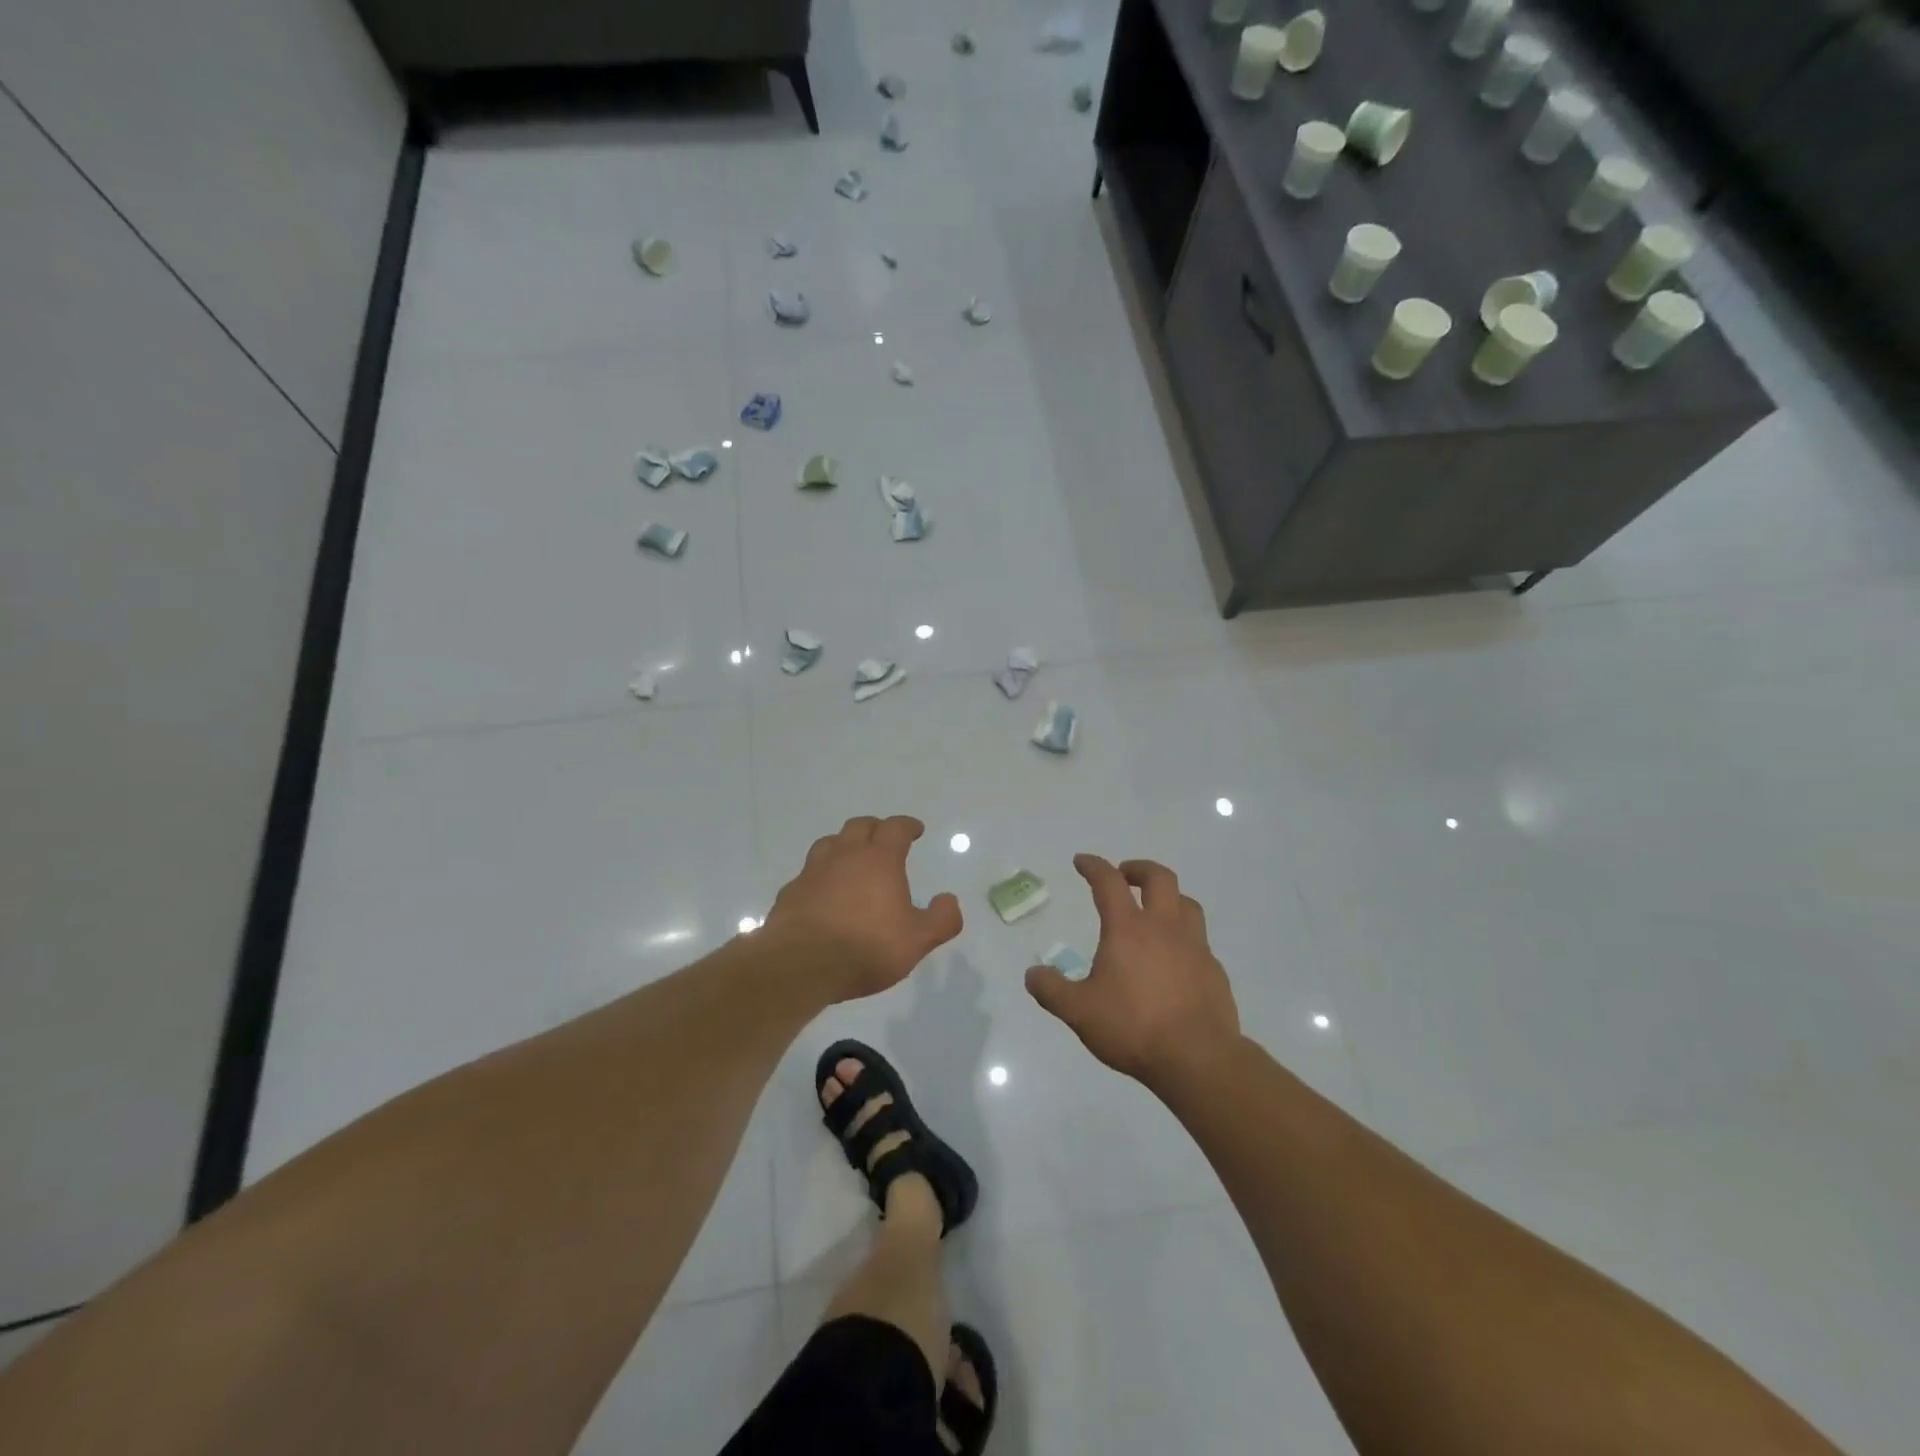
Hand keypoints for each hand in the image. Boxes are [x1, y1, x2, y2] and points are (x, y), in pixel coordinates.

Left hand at [763, 816, 962, 1001]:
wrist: (801, 965)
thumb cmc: (866, 947)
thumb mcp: (917, 940)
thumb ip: (941, 919)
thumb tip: (949, 900)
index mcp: (879, 859)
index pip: (895, 828)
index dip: (907, 825)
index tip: (915, 829)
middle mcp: (845, 856)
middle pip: (859, 826)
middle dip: (875, 828)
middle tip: (884, 838)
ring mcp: (813, 872)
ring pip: (829, 843)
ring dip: (844, 845)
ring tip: (851, 859)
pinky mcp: (790, 892)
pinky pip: (808, 874)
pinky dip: (820, 876)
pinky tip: (823, 893)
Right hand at [1025, 855, 1240, 1088]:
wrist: (1198, 1059)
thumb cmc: (1133, 1028)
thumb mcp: (1079, 1012)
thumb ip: (1052, 990)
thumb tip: (1032, 974)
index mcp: (1128, 928)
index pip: (1108, 882)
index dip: (1094, 866)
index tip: (1082, 861)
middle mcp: (1164, 927)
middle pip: (1159, 878)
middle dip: (1139, 869)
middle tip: (1125, 875)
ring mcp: (1195, 946)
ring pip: (1187, 903)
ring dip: (1168, 897)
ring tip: (1155, 909)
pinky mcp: (1214, 970)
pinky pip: (1200, 940)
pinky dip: (1184, 937)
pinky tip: (1176, 958)